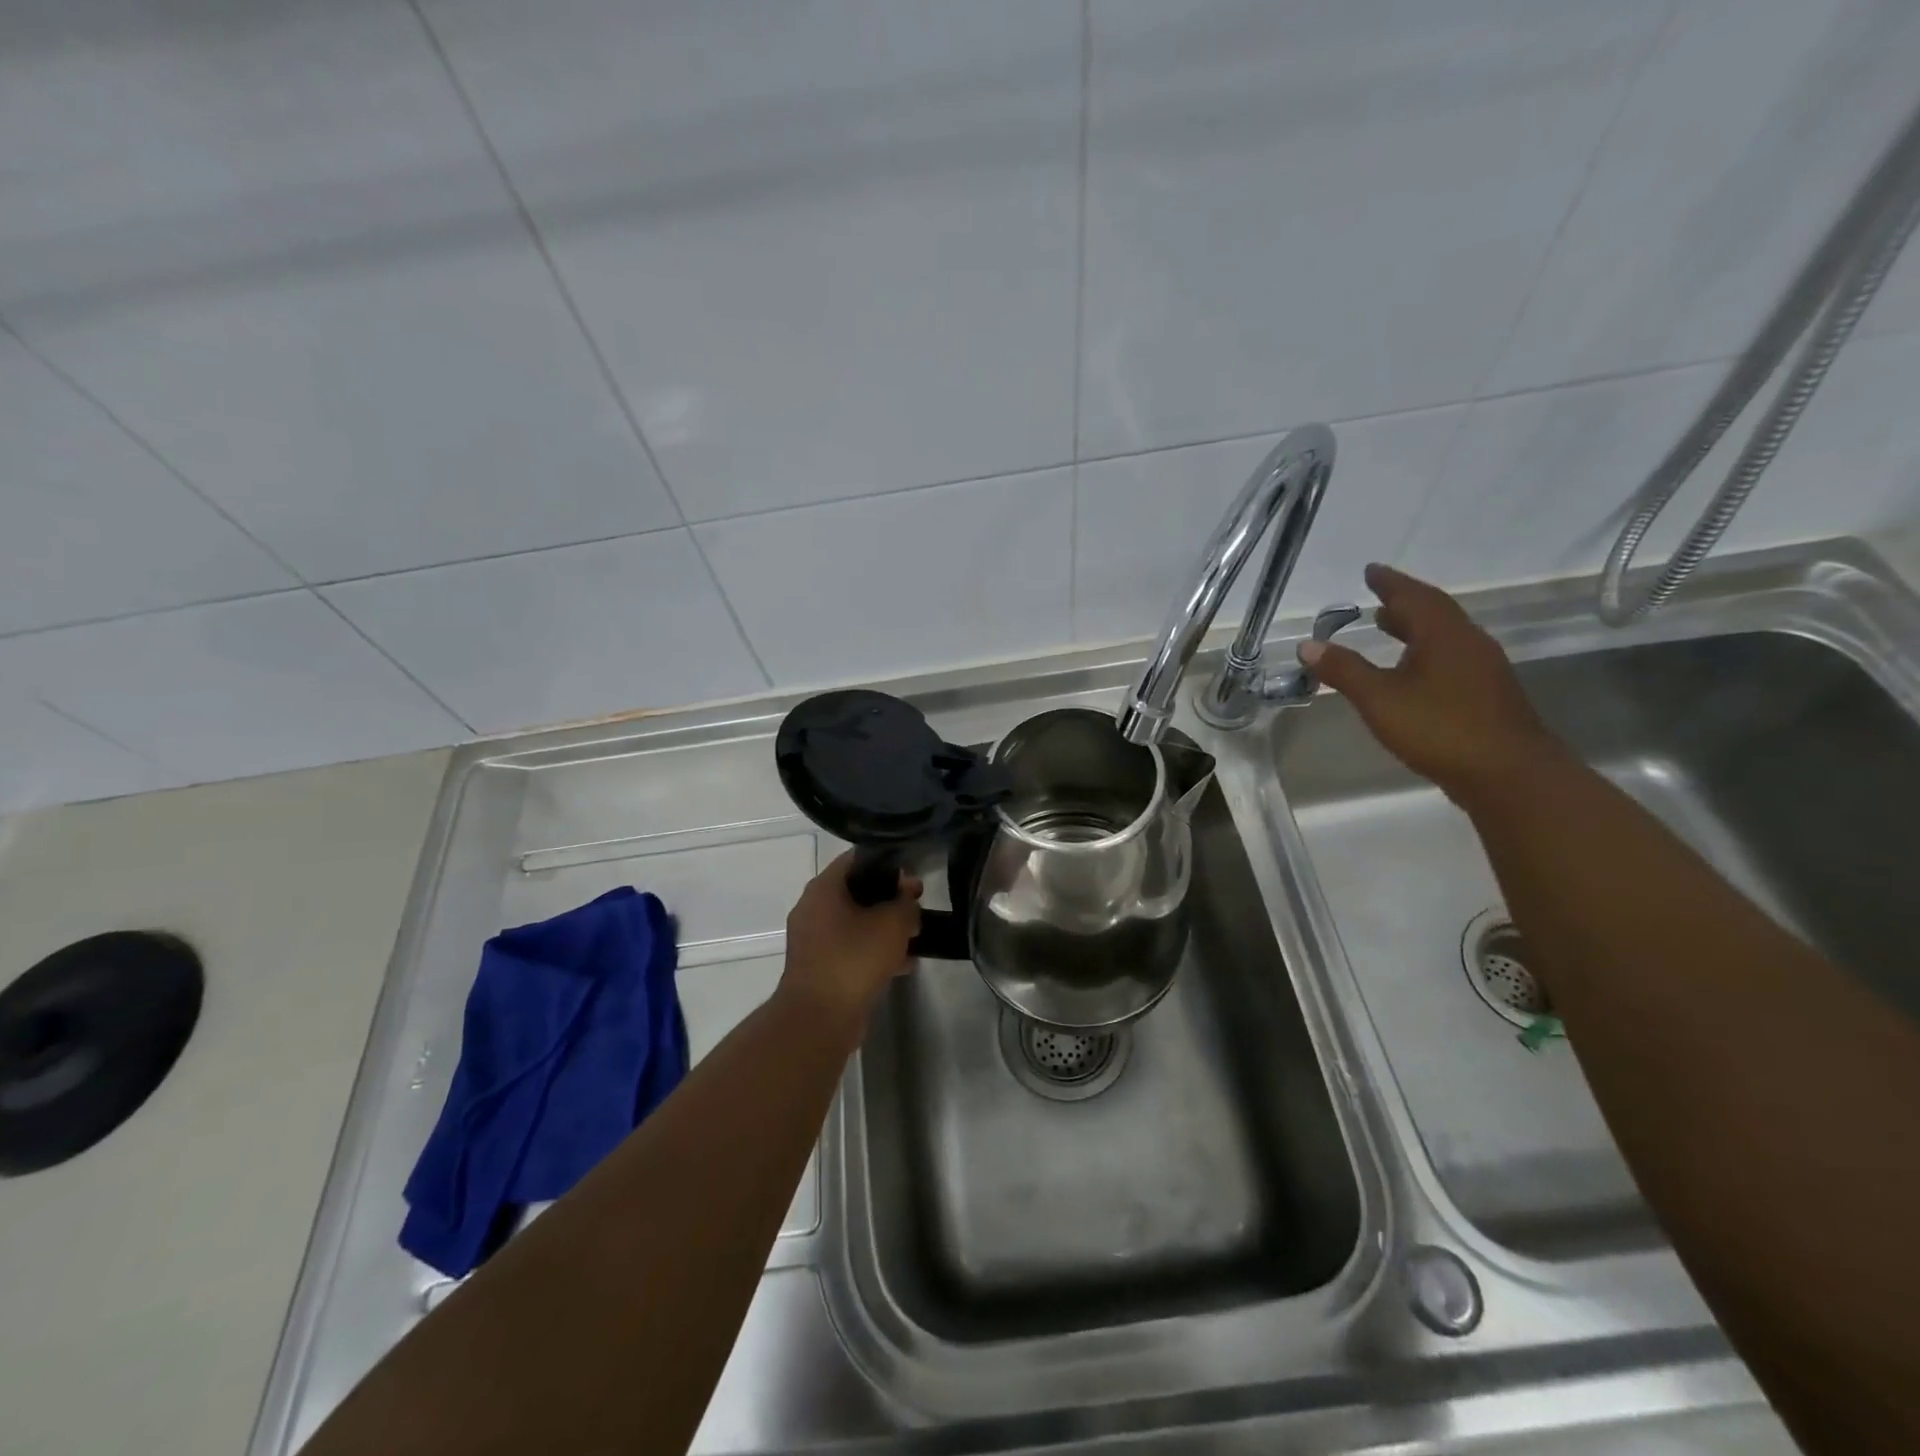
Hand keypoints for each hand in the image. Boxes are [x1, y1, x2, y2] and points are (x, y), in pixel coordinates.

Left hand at [777, 852, 921, 1030]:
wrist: (819, 1019)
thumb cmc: (854, 959)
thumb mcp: (892, 924)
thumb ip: (906, 903)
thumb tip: (908, 894)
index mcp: (823, 888)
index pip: (856, 859)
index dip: (887, 862)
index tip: (911, 873)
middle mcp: (813, 909)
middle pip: (857, 892)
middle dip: (889, 898)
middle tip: (917, 906)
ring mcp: (814, 940)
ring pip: (856, 922)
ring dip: (884, 927)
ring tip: (915, 936)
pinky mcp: (821, 968)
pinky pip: (852, 949)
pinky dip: (874, 951)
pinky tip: (903, 964)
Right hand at [1299, 563, 1563, 803]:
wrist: (1508, 774)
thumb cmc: (1439, 728)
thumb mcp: (1379, 699)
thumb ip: (1344, 670)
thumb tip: (1308, 645)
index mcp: (1444, 635)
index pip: (1415, 596)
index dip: (1390, 582)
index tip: (1371, 570)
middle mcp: (1468, 643)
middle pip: (1435, 612)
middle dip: (1404, 603)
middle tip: (1377, 598)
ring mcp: (1483, 669)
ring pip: (1445, 636)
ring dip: (1415, 627)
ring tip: (1388, 627)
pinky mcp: (1487, 694)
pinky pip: (1451, 657)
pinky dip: (1426, 651)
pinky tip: (1412, 671)